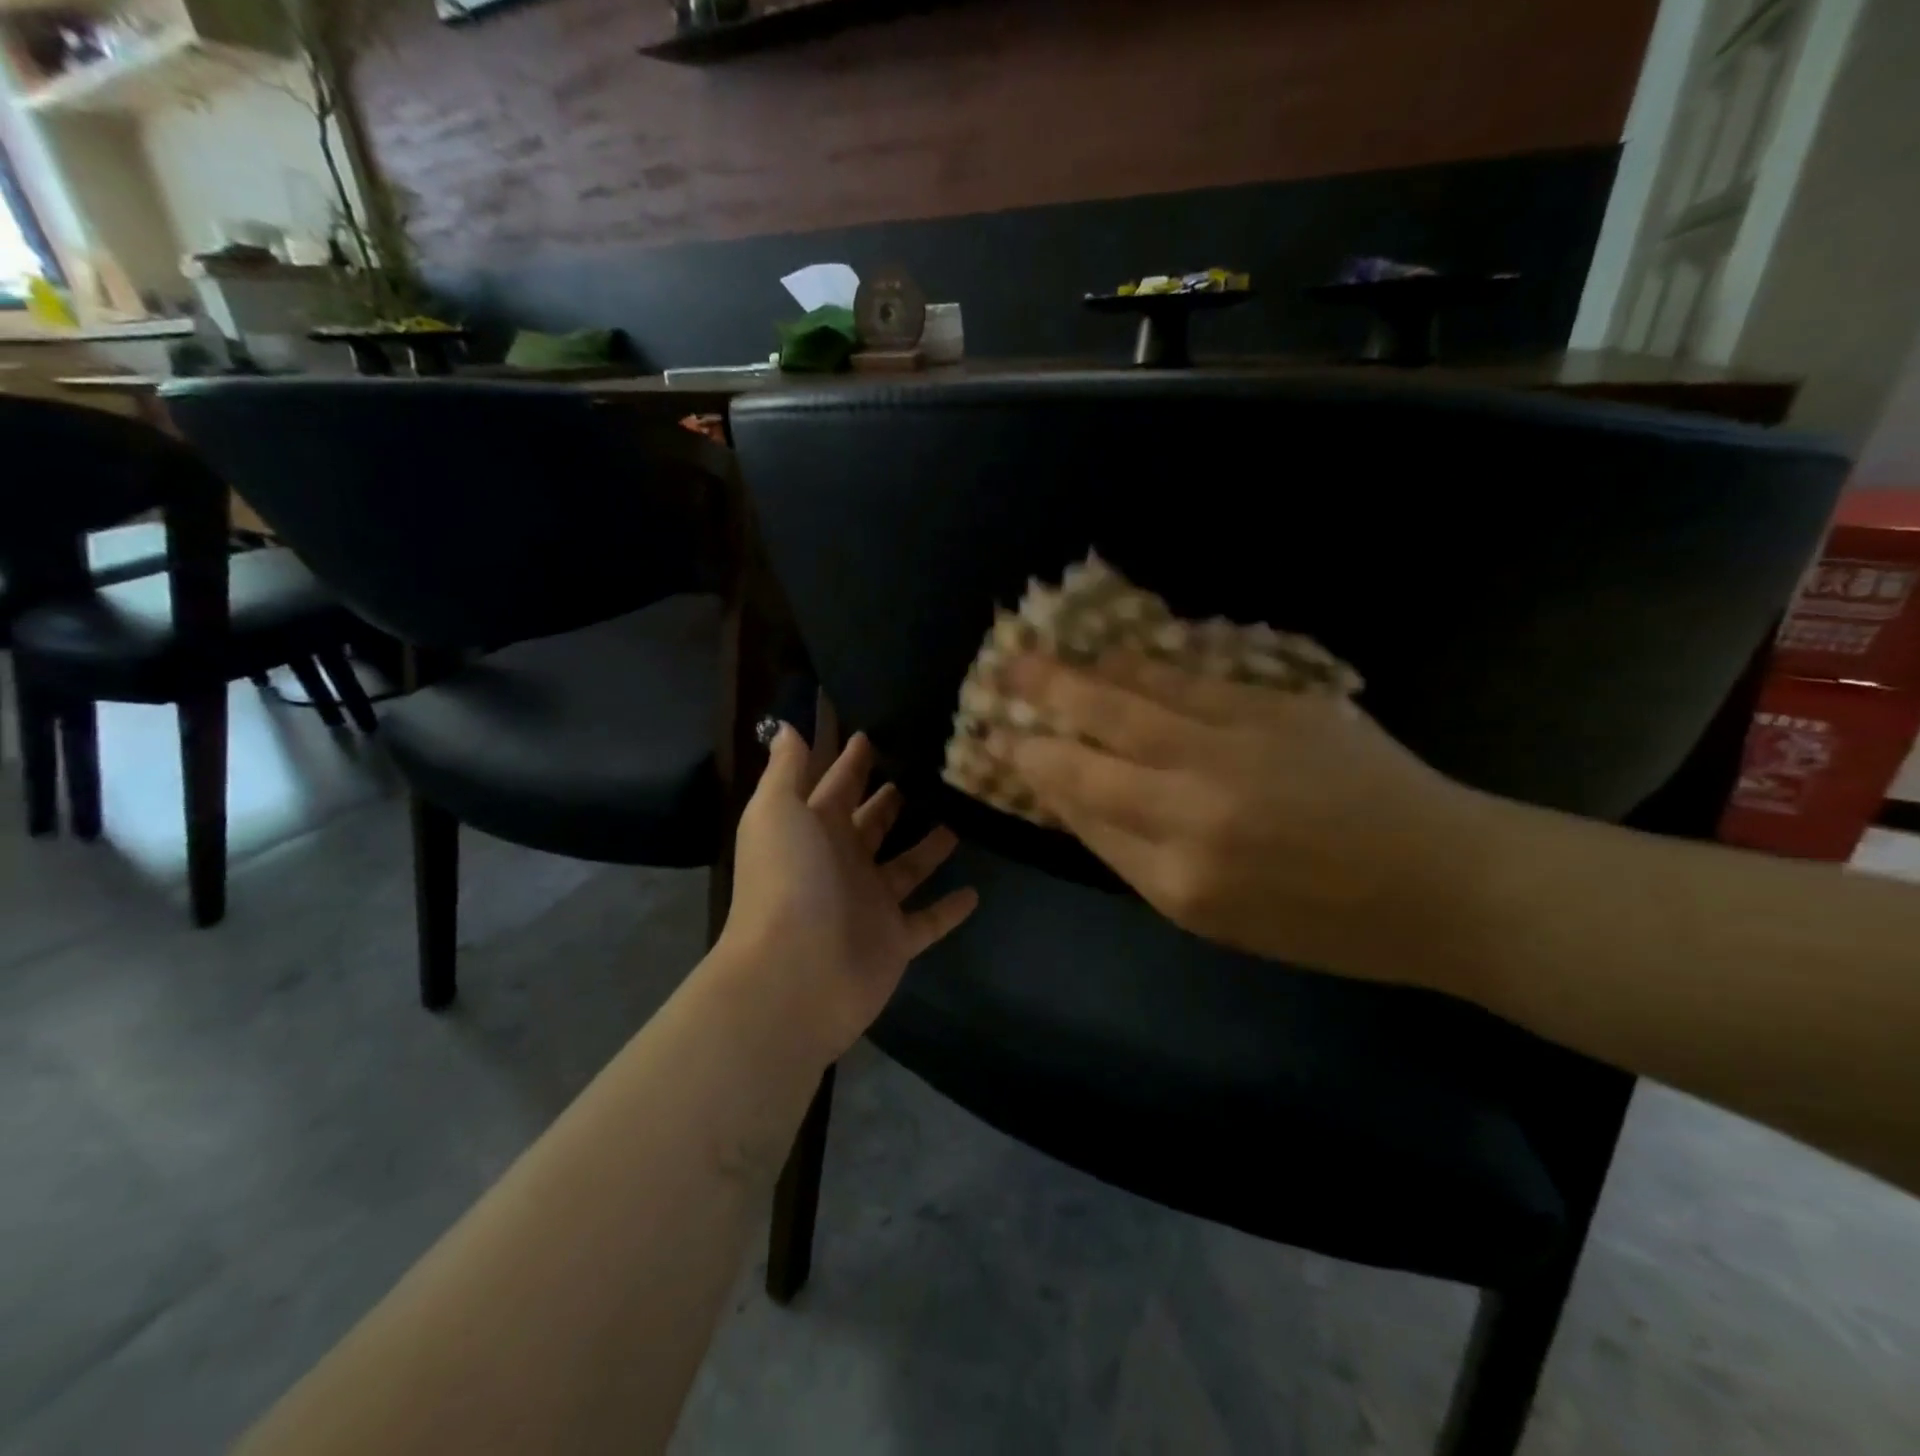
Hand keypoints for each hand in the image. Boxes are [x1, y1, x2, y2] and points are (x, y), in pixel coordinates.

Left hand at [718, 726, 978, 1062]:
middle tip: (932, 769)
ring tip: (961, 816)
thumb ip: (786, 769)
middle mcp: (842, 862)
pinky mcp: (894, 941)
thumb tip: (786, 726)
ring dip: (928, 846)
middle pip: (872, 823)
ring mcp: (869, 904)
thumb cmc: (787, 881)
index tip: (879, 731)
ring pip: (906, 867)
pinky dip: (949, 909)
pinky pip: (928, 920)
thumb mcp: (777, 811)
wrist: (793, 976)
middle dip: (892, 799)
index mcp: (814, 830)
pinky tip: (975, 891)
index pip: (837, 786)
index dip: (853, 760)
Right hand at [1001, 654, 1490, 988]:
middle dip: (1040, 702)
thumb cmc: (1320, 921)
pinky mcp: (1278, 706)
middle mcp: (1197, 801)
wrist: (1442, 883)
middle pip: (1096, 739)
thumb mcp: (1212, 917)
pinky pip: (1191, 679)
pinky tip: (1115, 655)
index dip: (1034, 764)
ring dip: (1081, 672)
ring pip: (1138, 696)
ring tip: (1040, 650)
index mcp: (1178, 872)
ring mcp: (1240, 745)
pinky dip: (1143, 665)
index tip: (1000, 741)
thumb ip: (1131, 855)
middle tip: (999, 673)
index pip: (1082, 802)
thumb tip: (1071, 796)